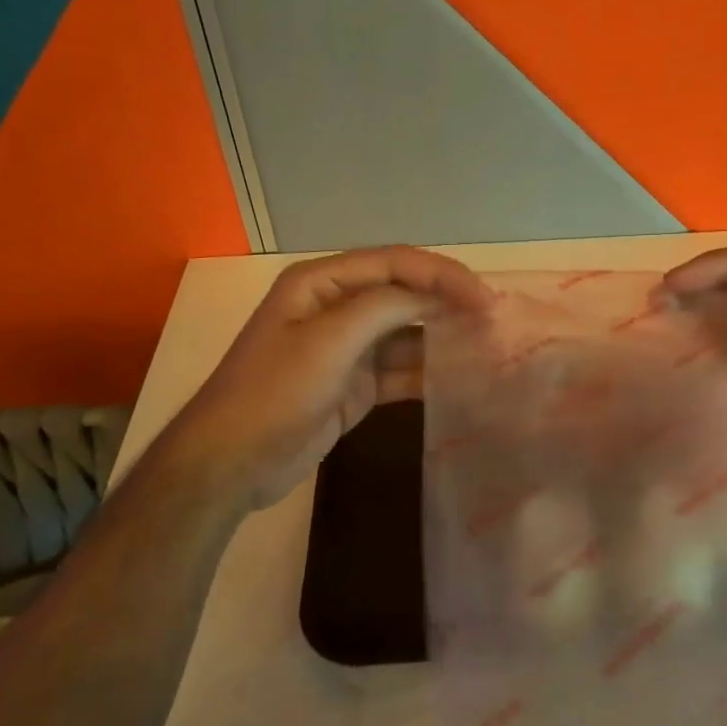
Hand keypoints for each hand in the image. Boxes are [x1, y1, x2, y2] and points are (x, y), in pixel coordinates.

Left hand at [159, 246, 492, 511]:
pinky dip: (428, 372)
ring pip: (405, 333)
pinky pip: (400, 370)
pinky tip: (461, 379)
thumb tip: (437, 296)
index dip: (441, 274)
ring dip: (442, 337)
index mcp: (322, 283)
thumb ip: (385, 308)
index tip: (483, 298)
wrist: (233, 462)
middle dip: (447, 301)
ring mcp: (346, 349)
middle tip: (493, 316)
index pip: (394, 263)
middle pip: (403, 293)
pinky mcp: (355, 385)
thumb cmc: (275, 391)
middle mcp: (336, 307)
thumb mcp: (329, 339)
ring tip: (487, 344)